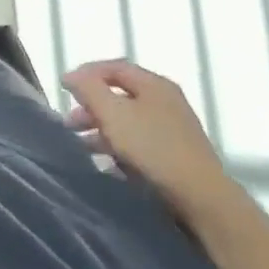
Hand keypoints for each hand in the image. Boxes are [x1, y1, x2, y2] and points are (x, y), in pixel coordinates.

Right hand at [62, 60, 241, 224]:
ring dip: (103, 129)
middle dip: (92, 106)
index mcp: (154, 84)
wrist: (204, 200)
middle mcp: (167, 101)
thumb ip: (88, 89)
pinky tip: (107, 163)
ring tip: (83, 145)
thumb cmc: (154, 148)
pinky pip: (141, 143)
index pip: (113, 67)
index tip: (65, 89)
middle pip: (120, 95)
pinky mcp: (178, 156)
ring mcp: (175, 130)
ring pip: (130, 121)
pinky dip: (121, 147)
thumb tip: (71, 75)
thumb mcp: (113, 113)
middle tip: (70, 122)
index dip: (86, 74)